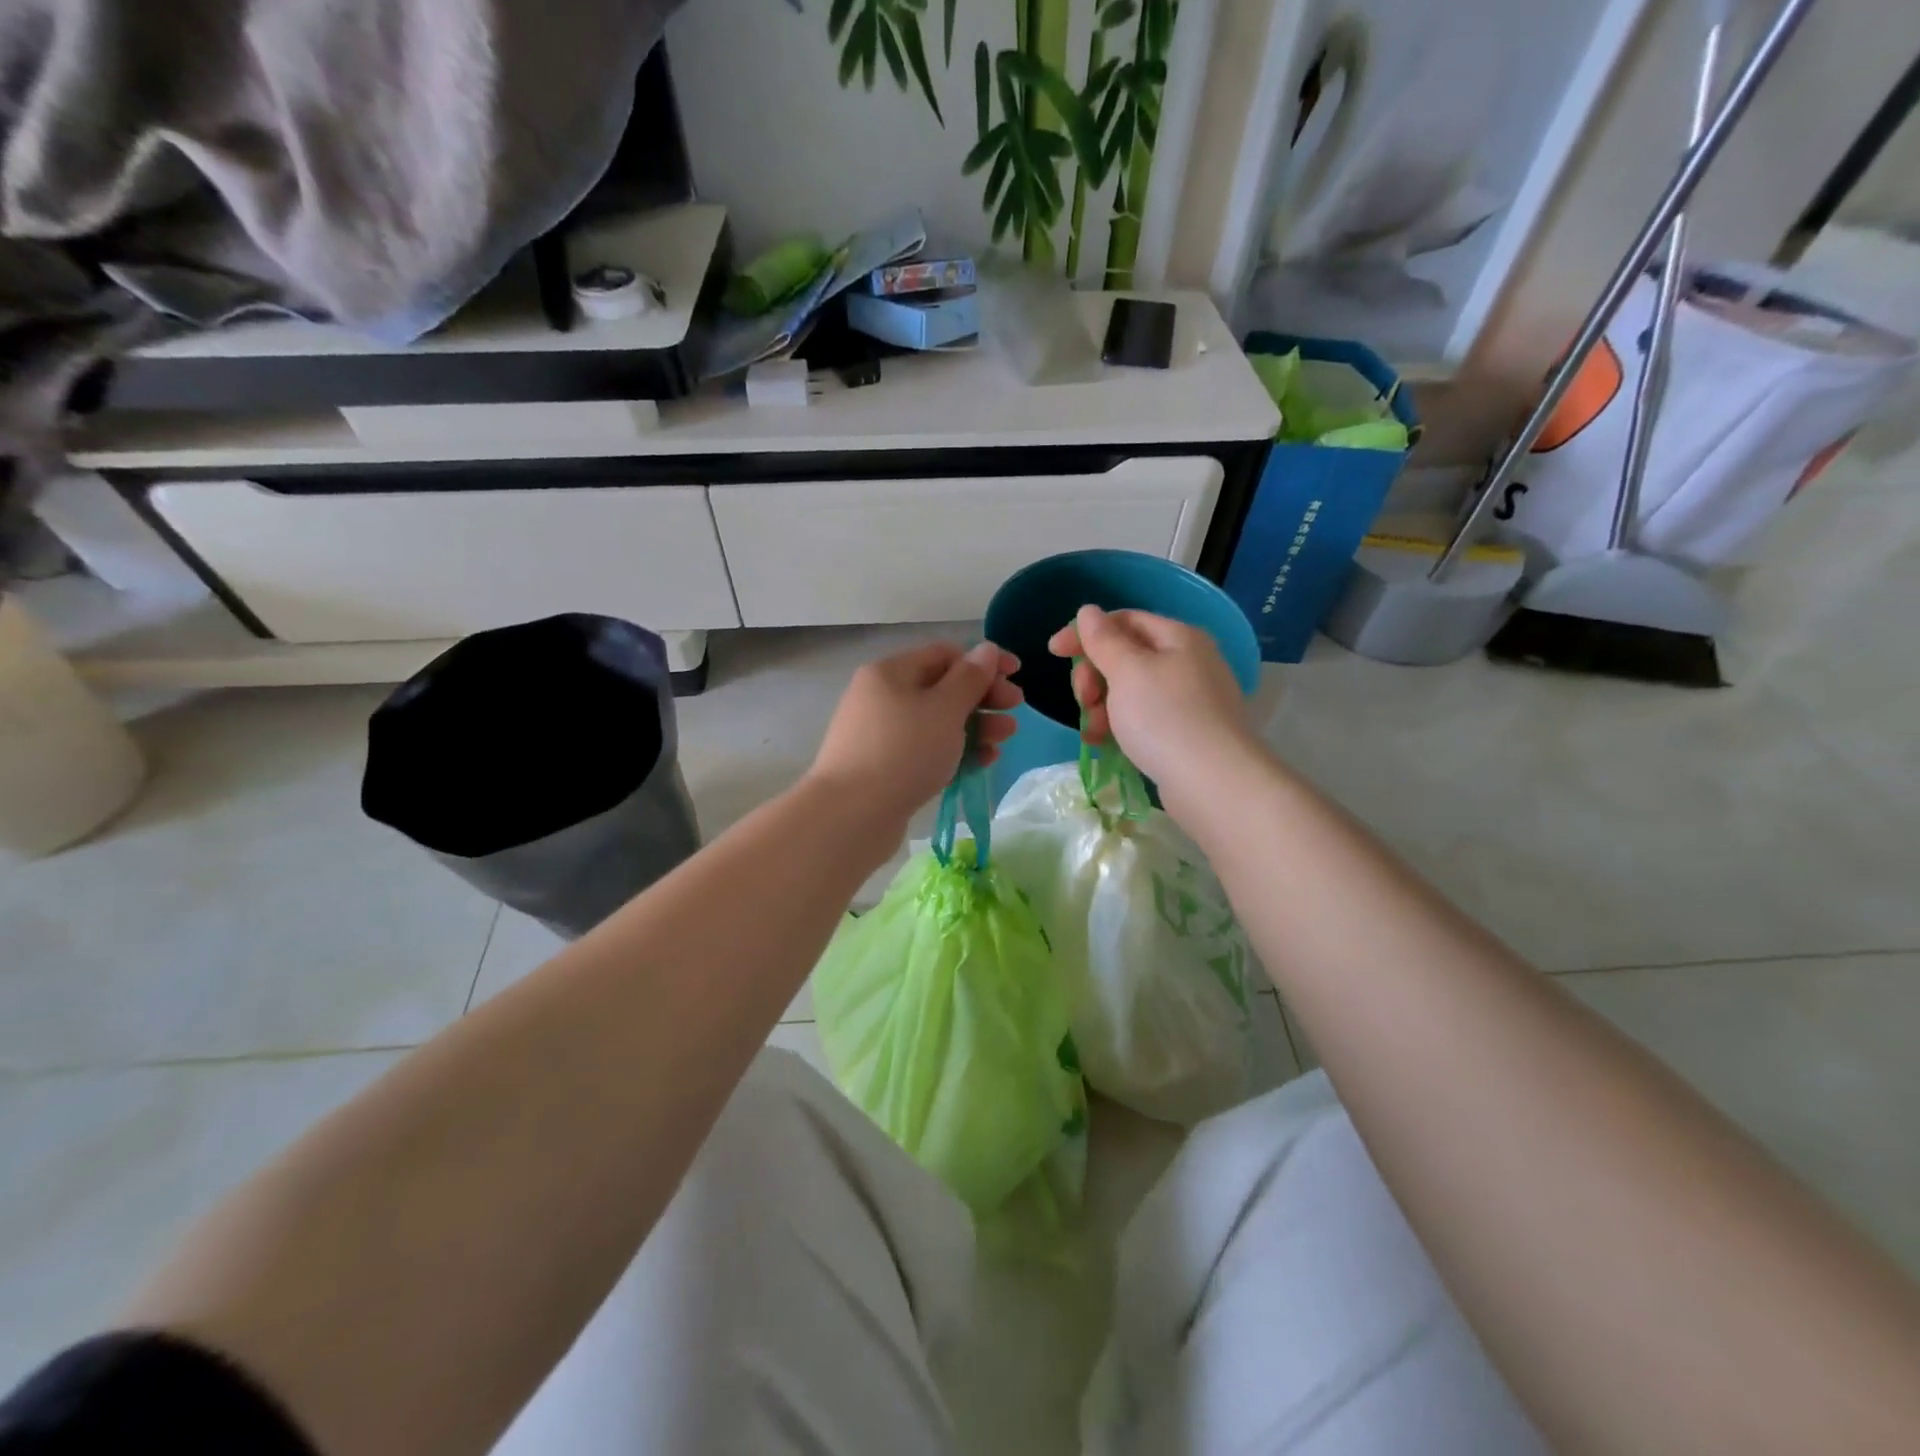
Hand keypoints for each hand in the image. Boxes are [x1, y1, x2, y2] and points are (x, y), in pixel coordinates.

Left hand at [807, 640, 1022, 832]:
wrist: (851, 815)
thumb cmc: (903, 751)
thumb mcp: (944, 709)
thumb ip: (970, 678)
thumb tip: (986, 649)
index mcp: (890, 672)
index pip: (944, 654)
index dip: (983, 661)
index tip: (1017, 674)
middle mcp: (882, 697)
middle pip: (942, 688)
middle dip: (983, 697)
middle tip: (1016, 709)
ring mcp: (882, 734)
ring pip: (937, 722)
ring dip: (975, 726)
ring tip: (1004, 739)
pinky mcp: (886, 767)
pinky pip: (927, 750)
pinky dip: (955, 751)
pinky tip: (983, 761)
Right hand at [1047, 606, 1255, 802]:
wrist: (1213, 783)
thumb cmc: (1165, 718)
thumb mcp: (1127, 671)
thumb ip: (1104, 639)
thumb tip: (1089, 611)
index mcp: (1178, 637)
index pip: (1124, 620)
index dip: (1086, 632)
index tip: (1053, 652)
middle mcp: (1188, 662)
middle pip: (1126, 656)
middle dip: (1094, 675)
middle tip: (1083, 700)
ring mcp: (1190, 699)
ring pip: (1131, 690)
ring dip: (1103, 705)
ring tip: (1094, 731)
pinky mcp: (1187, 732)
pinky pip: (1144, 718)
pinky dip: (1121, 726)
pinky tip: (1106, 744)